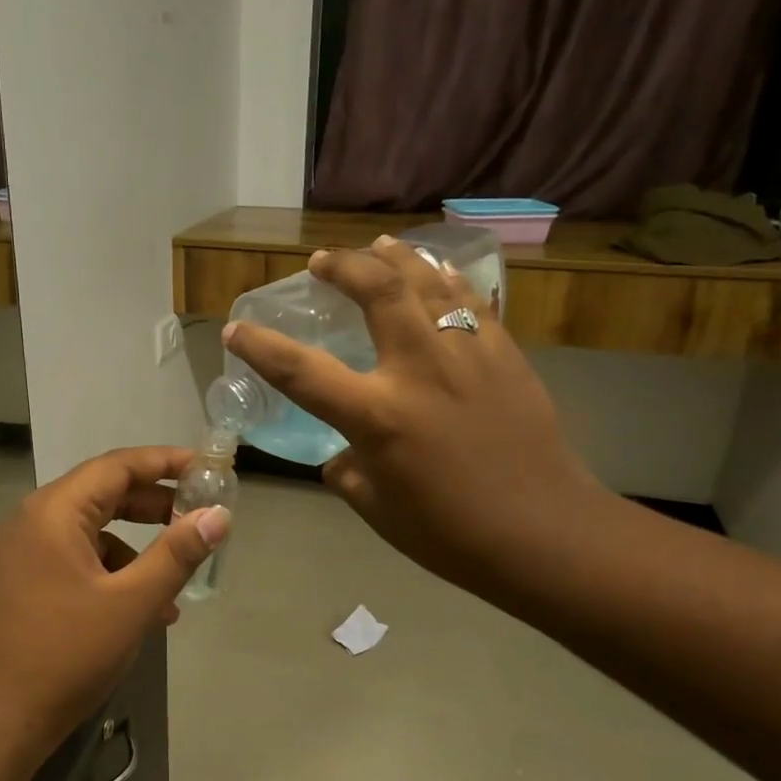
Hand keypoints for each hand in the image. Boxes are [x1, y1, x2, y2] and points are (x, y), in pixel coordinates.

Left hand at [0, 447, 230, 760]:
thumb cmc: (66, 655)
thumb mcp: (132, 603)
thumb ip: (177, 554)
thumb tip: (218, 516)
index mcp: (54, 511)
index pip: (117, 466)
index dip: (165, 463)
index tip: (205, 468)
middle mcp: (32, 520)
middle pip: (102, 493)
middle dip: (154, 504)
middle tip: (198, 514)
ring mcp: (21, 552)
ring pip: (90, 530)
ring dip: (135, 546)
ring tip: (175, 576)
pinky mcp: (20, 581)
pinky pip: (73, 558)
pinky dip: (110, 571)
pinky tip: (140, 610)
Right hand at [223, 237, 603, 602]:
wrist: (544, 532)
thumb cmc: (451, 533)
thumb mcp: (377, 509)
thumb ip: (348, 471)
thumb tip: (343, 452)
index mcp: (378, 415)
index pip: (301, 371)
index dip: (260, 347)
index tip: (235, 328)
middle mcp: (419, 369)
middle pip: (375, 291)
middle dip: (342, 266)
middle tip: (322, 261)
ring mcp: (468, 354)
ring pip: (427, 281)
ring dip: (394, 257)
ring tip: (375, 247)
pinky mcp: (505, 355)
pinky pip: (470, 300)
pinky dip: (446, 279)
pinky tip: (437, 273)